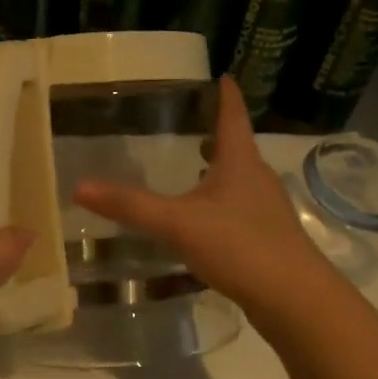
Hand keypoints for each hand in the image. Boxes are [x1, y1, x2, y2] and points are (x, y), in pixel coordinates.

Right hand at [73, 75, 335, 317]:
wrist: (297, 302)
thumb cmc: (240, 246)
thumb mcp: (178, 223)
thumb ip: (130, 206)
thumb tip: (79, 186)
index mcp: (240, 162)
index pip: (233, 116)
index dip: (226, 95)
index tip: (222, 75)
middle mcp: (258, 179)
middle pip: (237, 147)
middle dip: (217, 133)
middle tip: (191, 122)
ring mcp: (267, 211)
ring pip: (240, 179)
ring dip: (219, 169)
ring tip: (194, 166)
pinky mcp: (269, 239)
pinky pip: (241, 208)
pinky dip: (222, 201)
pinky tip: (204, 219)